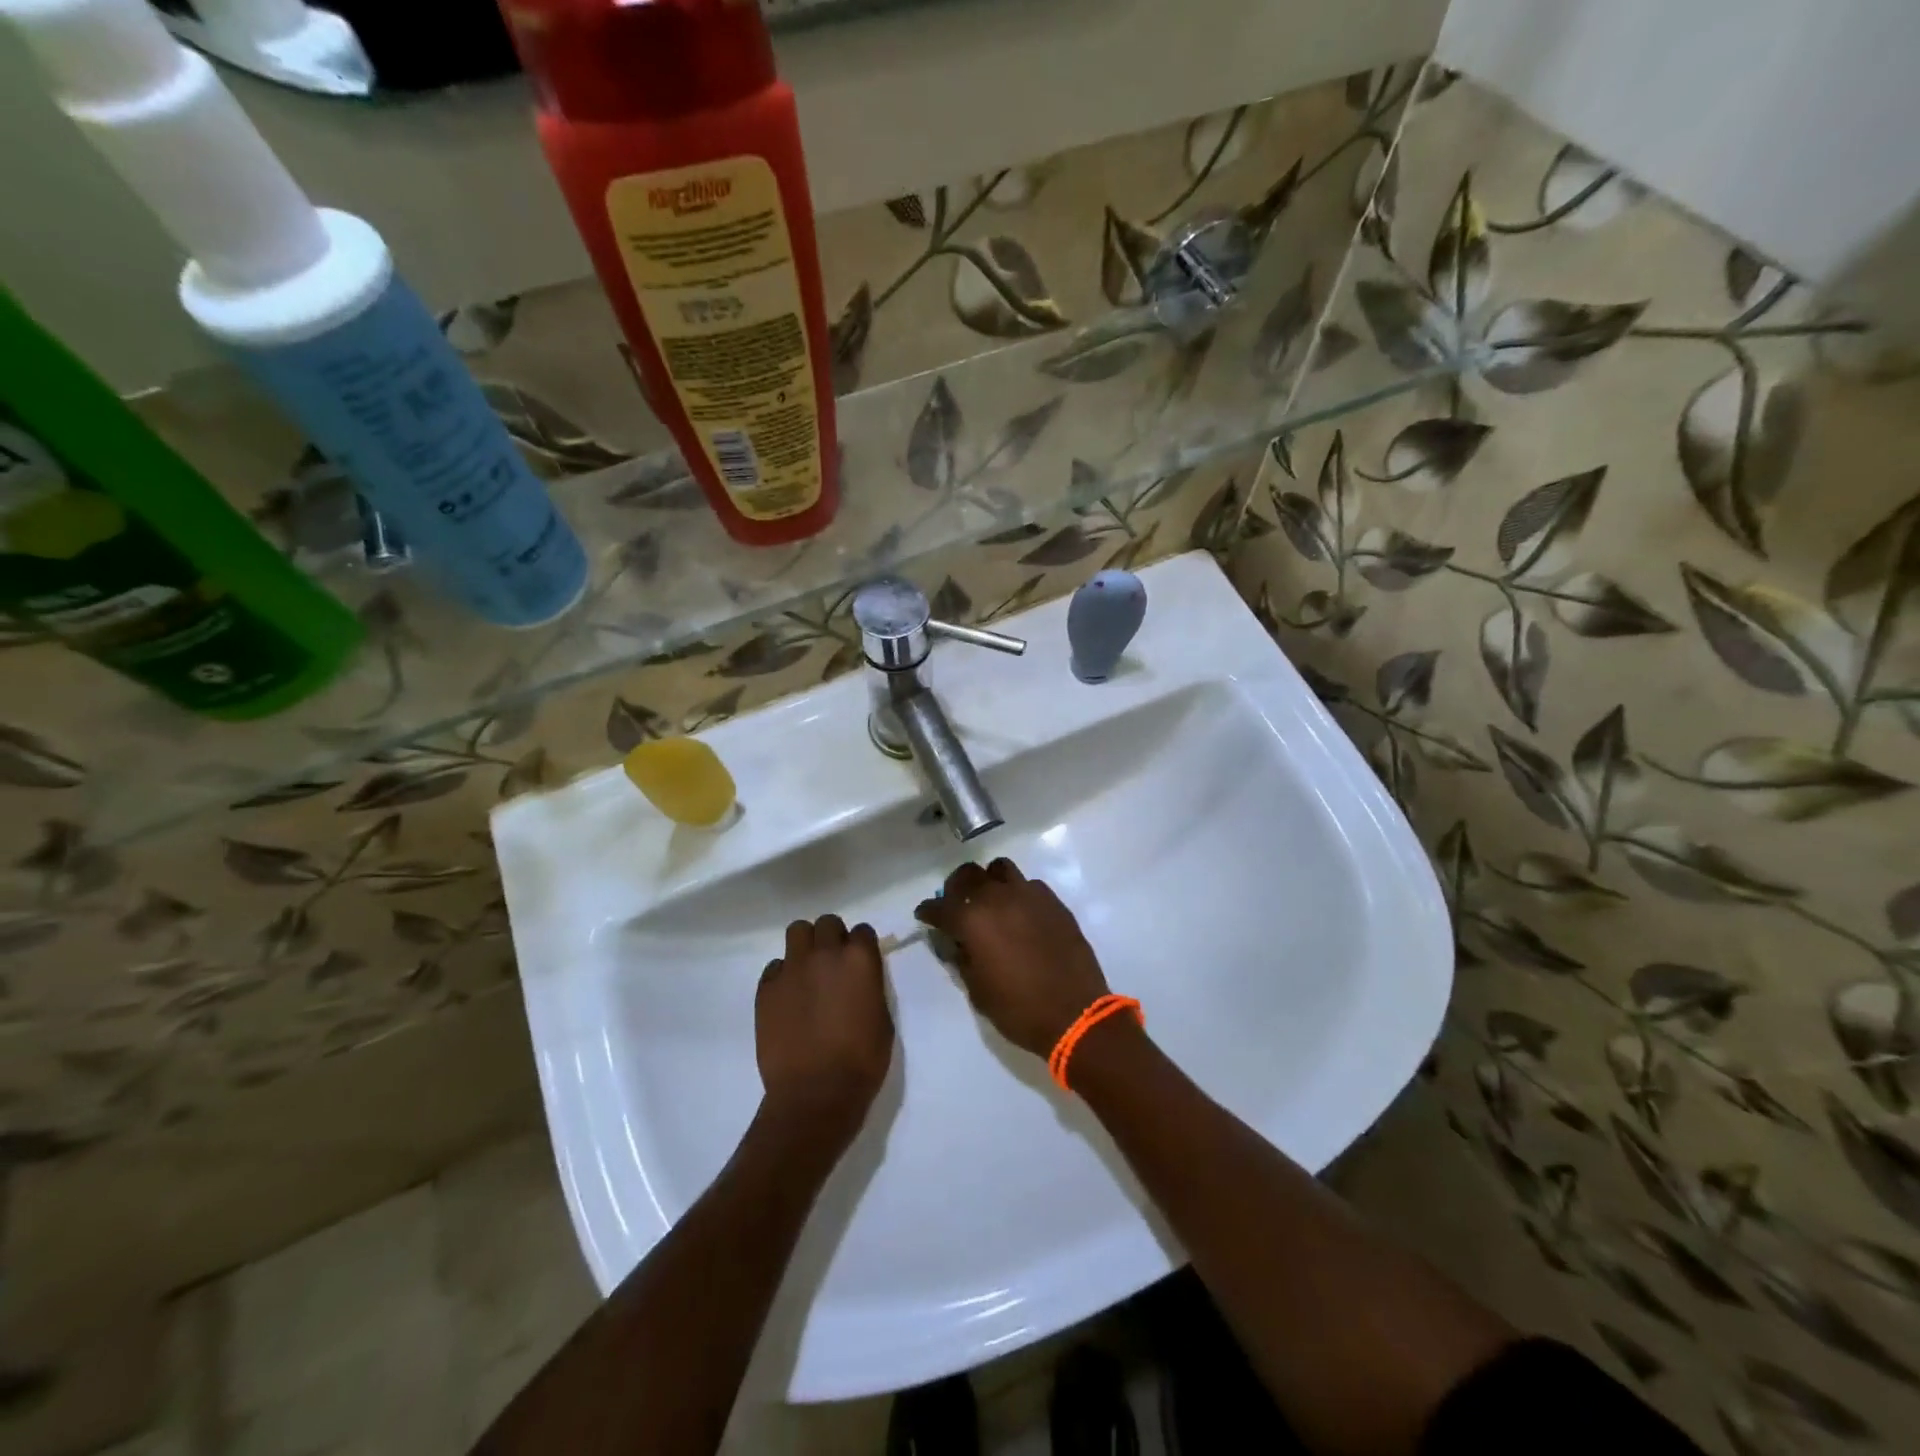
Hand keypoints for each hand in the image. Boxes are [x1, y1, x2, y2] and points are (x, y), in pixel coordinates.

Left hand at [755, 916, 894, 1140]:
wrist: (815, 1094)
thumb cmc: (861, 1062)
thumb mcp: (882, 1019)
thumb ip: (869, 988)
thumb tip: (859, 980)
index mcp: (859, 960)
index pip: (862, 931)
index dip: (861, 946)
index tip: (860, 962)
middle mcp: (824, 954)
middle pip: (827, 923)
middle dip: (832, 938)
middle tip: (833, 964)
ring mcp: (792, 968)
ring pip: (797, 931)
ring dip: (805, 945)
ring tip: (808, 970)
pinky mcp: (766, 988)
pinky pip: (775, 967)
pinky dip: (783, 975)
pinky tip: (788, 998)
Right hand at [915, 859, 1109, 1057]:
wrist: (1075, 1014)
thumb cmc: (1018, 1009)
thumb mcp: (977, 991)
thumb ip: (962, 959)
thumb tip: (956, 943)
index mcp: (972, 920)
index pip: (939, 907)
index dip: (928, 912)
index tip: (925, 915)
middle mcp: (997, 898)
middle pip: (968, 875)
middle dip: (956, 887)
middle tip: (956, 903)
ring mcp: (1028, 895)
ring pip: (1000, 869)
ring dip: (989, 881)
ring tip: (991, 900)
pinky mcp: (1053, 901)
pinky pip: (1029, 885)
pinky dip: (1018, 893)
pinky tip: (1021, 913)